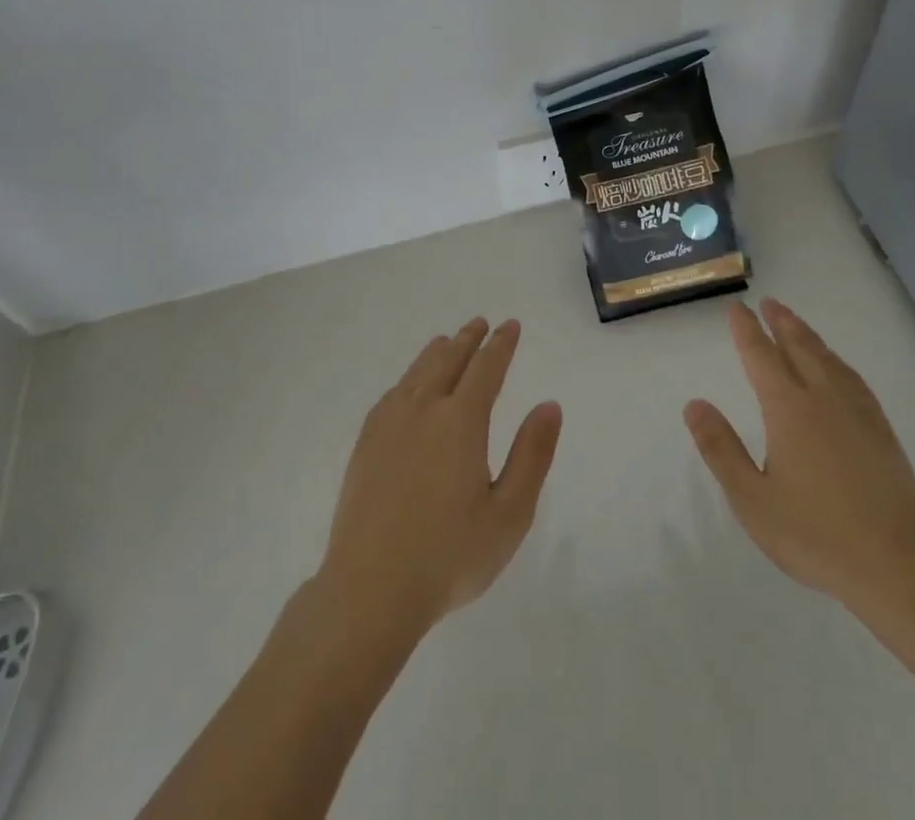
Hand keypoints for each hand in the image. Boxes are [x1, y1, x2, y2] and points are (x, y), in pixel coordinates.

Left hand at [318, 318, 561, 639]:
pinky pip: (391, 394)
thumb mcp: (509, 514)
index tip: (510, 326)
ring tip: (446, 342)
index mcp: (461, 422)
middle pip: (448, 361)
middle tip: (480, 324)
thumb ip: (532, 455)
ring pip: (417, 373)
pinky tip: (408, 386)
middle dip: (468, 340)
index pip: (486, 368)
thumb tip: (549, 404)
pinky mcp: (365, 445)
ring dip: (436, 353)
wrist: (369, 591)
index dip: (500, 345)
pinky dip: (407, 378)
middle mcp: (423, 410)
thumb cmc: (449, 556)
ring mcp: (389, 425)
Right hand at [685, 299, 914, 627]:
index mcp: (788, 409)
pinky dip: (838, 362)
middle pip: (799, 348)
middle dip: (781, 323)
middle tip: (769, 303)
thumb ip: (721, 449)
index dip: (747, 331)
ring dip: (808, 337)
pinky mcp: (882, 431)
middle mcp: (823, 399)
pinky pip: (854, 379)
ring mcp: (857, 413)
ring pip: (829, 360)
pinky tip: (838, 368)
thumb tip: (695, 404)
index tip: (738, 309)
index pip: (761, 357)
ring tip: (796, 324)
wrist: (896, 566)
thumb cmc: (815, 534)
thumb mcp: (752, 499)